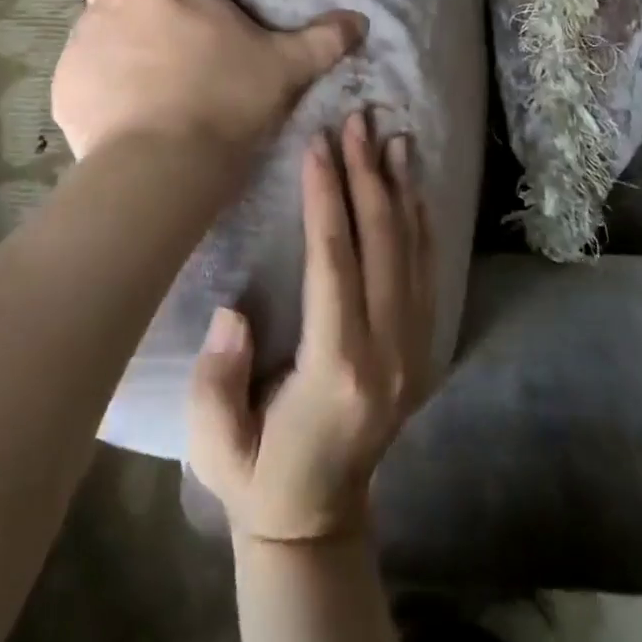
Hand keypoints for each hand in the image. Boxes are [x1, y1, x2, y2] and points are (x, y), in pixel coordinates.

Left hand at [52, 0, 366, 162]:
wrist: (166, 162)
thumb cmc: (227, 97)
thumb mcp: (285, 66)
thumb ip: (322, 40)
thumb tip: (361, 21)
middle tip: (144, 25)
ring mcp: (83, 40)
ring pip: (84, 24)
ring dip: (104, 39)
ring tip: (136, 78)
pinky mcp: (63, 84)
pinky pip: (74, 72)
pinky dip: (92, 83)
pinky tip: (120, 112)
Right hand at [188, 111, 436, 543]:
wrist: (319, 521)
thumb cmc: (258, 473)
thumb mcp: (216, 442)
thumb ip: (220, 378)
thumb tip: (233, 311)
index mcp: (337, 369)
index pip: (334, 262)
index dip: (326, 197)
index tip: (318, 143)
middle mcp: (388, 354)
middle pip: (381, 244)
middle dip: (367, 174)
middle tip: (357, 120)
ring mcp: (414, 351)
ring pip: (412, 251)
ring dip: (401, 188)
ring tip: (392, 135)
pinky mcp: (422, 349)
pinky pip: (426, 271)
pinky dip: (421, 222)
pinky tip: (413, 186)